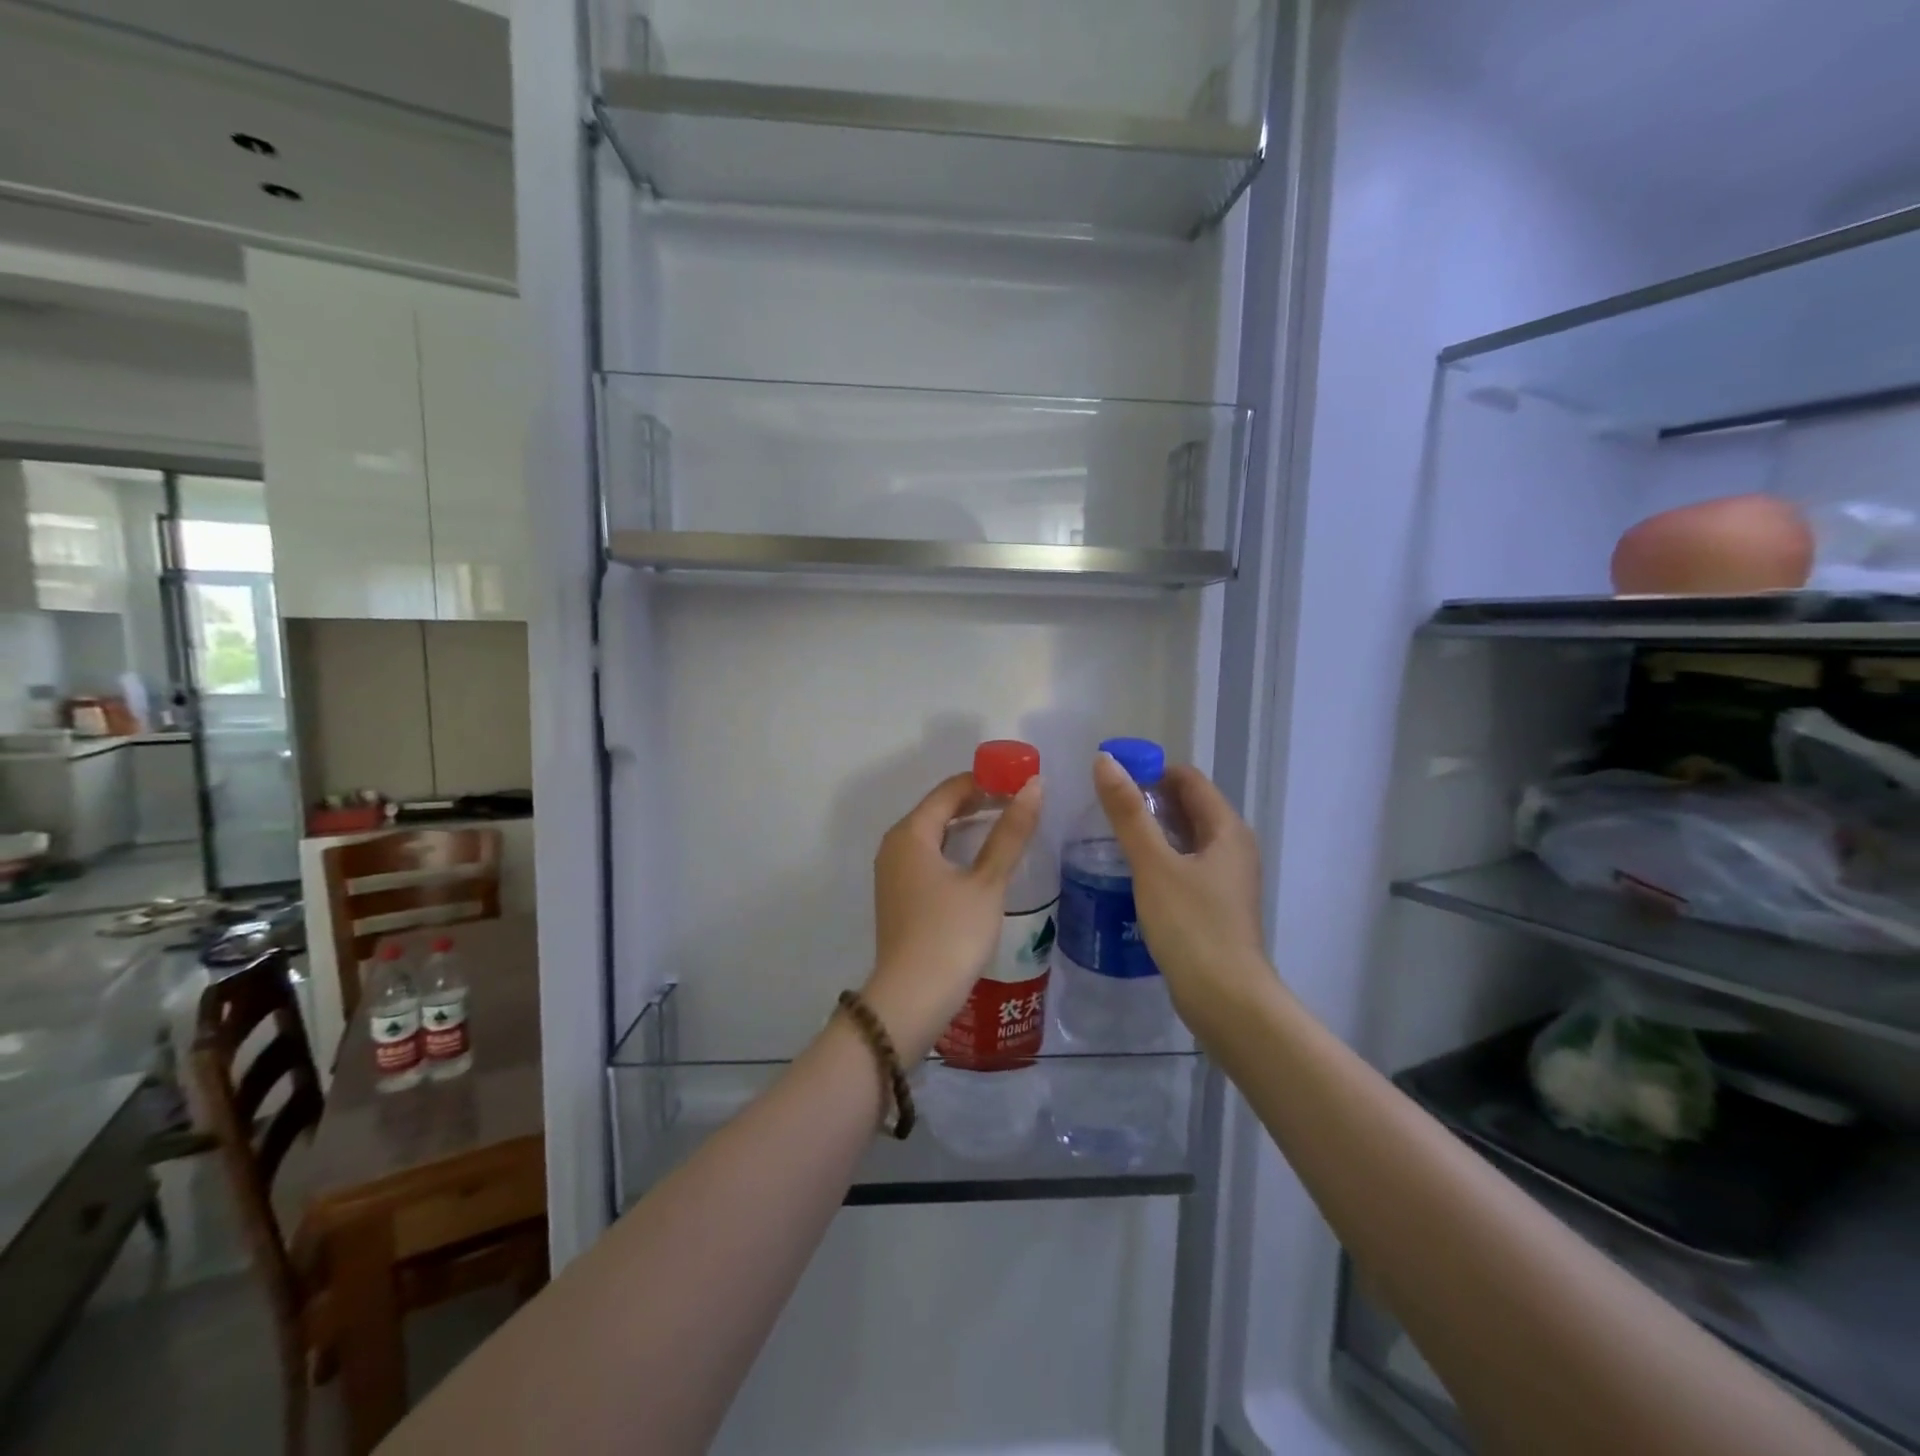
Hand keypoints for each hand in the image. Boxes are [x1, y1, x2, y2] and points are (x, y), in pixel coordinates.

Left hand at [862, 772, 1042, 1061]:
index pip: (951, 789)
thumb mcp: (987, 881)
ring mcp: (893, 873)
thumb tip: (1034, 786)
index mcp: (911, 833)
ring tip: (1009, 826)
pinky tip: (983, 862)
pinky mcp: (899, 896)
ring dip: (969, 826)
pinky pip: (929, 857)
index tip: (1022, 780)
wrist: (911, 999)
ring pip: (934, 834)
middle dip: (979, 801)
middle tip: (1021, 801)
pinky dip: (956, 850)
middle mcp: (895, 845)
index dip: (987, 780)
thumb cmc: (951, 934)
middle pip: (939, 809)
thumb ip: (1010, 833)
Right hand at [1091, 754, 1269, 1029]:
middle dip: (1148, 800)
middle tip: (1103, 807)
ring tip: (1109, 835)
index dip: (1151, 771)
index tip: (1111, 779)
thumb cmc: (1191, 925)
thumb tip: (1105, 761)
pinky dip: (1159, 858)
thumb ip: (1128, 813)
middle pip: (1188, 806)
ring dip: (1152, 830)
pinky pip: (1184, 865)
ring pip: (1185, 838)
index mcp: (1226, 829)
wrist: (1225, 1000)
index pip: (1188, 779)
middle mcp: (1232, 847)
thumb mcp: (1153, 864)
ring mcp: (1226, 878)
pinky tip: (1130, 872)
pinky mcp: (1215, 905)